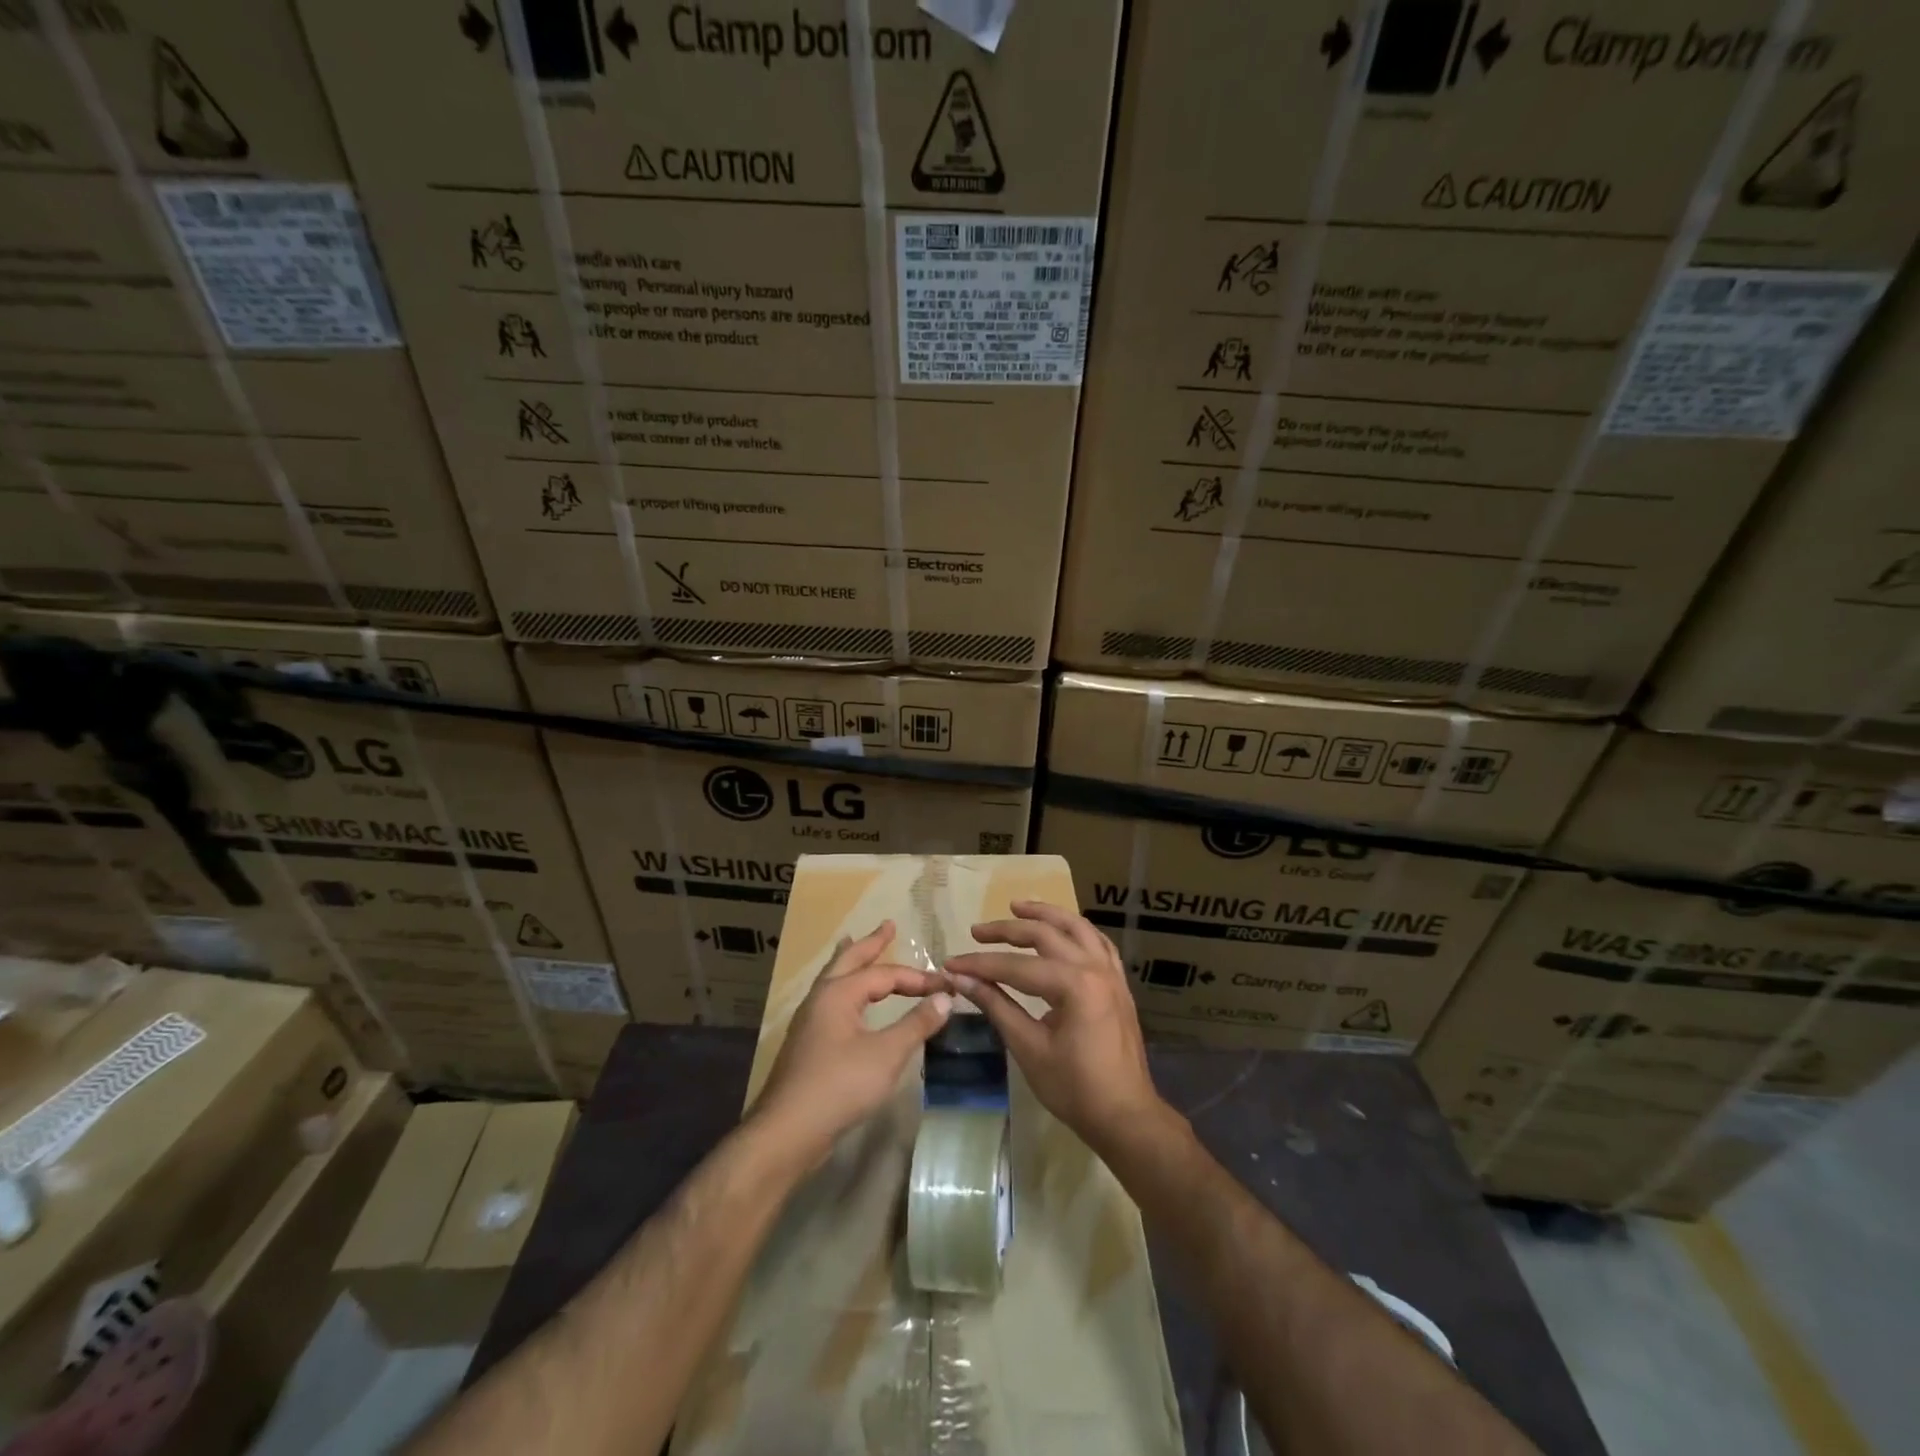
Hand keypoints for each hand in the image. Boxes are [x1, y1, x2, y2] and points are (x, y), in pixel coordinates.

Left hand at [753, 921, 952, 1165]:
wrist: (787, 1132)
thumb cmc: (839, 1086)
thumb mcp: (887, 1054)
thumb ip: (917, 1024)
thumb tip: (945, 997)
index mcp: (838, 993)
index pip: (885, 974)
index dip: (918, 978)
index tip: (946, 984)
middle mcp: (820, 998)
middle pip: (848, 960)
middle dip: (870, 943)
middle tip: (888, 925)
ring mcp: (810, 1021)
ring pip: (834, 979)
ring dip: (851, 962)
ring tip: (855, 945)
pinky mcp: (807, 1043)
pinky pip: (831, 1000)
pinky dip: (844, 987)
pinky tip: (849, 1002)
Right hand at [945, 901, 1164, 1152]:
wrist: (1125, 1116)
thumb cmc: (1074, 1088)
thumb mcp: (1029, 1048)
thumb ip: (996, 1007)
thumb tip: (961, 981)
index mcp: (1074, 985)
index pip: (1015, 966)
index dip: (980, 965)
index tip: (952, 964)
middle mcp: (1094, 968)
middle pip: (1045, 935)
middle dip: (1007, 930)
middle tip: (977, 931)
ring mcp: (1111, 973)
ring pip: (1076, 927)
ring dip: (1045, 915)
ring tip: (1017, 907)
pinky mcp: (1118, 983)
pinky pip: (1098, 942)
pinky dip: (1076, 930)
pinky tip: (1062, 929)